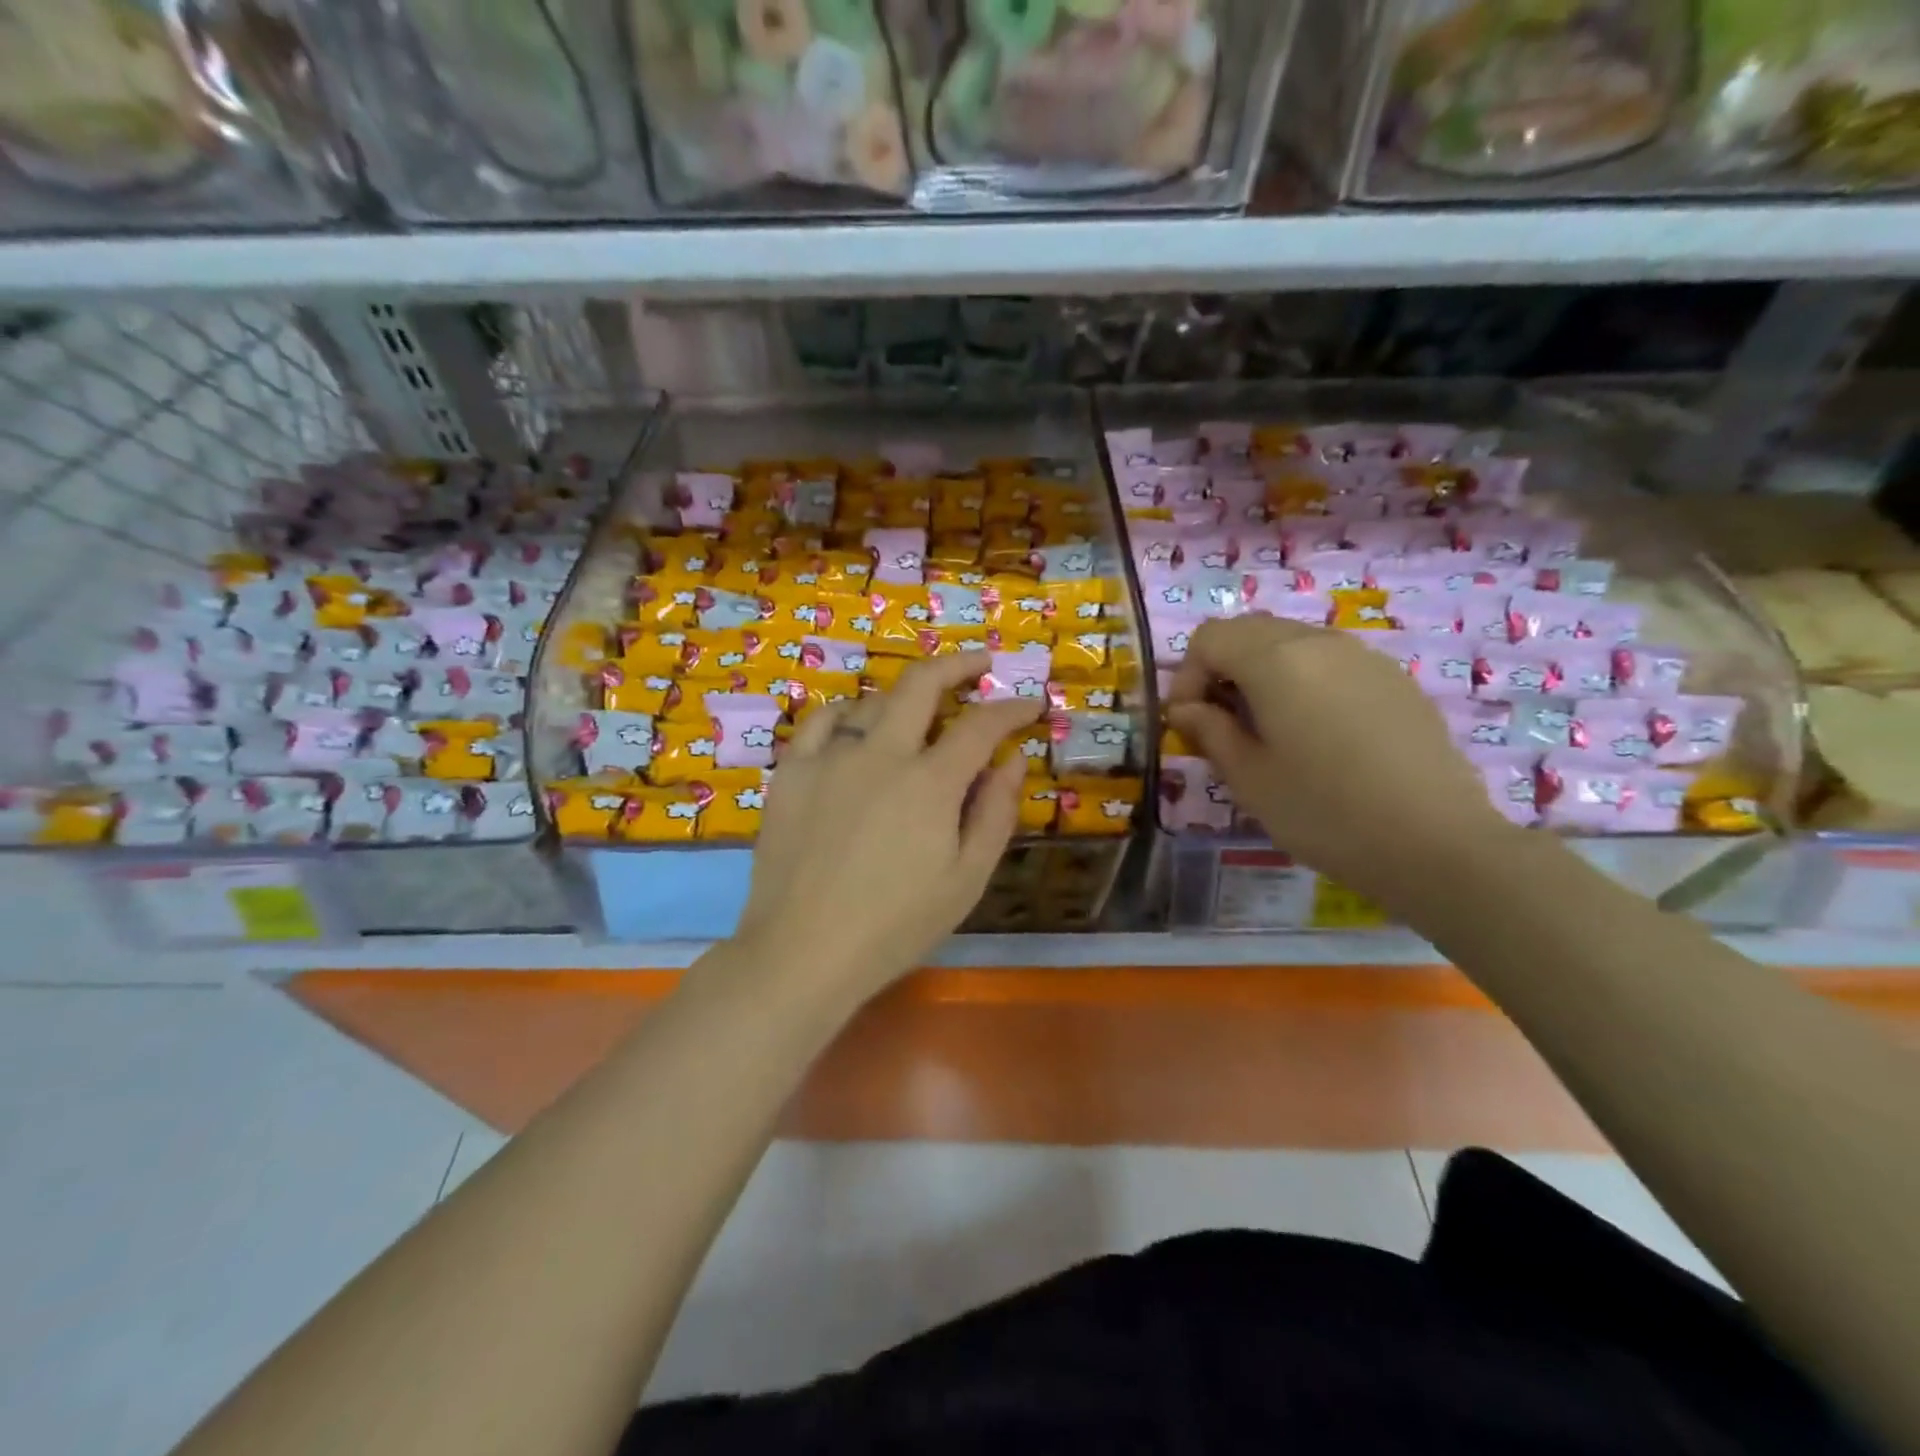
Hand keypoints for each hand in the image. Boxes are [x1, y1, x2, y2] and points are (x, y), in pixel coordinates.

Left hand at [735, 652, 1040, 996]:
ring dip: (905, 697)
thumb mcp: (966, 880)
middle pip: (922, 684)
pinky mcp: (790, 772)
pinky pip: (821, 721)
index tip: (1032, 703)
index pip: (981, 726)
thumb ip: (996, 813)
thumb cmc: (896, 926)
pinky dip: (848, 714)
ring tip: (920, 711)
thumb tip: (1013, 760)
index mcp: (930, 783)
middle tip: (982, 663)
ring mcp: (829, 758)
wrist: (802, 953)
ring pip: (872, 701)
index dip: (1013, 708)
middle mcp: (880, 754)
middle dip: (959, 664)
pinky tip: (856, 727)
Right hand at [1165, 616, 1513, 903]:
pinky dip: (1303, 682)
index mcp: (1276, 661)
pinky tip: (1317, 735)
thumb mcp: (1249, 779)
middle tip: (1220, 723)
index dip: (1186, 676)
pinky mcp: (1394, 679)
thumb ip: (1210, 731)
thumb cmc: (1325, 813)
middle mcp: (1319, 642)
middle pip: (1250, 631)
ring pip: (1292, 643)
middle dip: (1221, 669)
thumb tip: (1186, 710)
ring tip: (1266, 730)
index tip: (1188, 722)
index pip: (1209, 638)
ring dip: (1262, 674)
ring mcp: (1363, 656)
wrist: (1437, 843)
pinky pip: (1330, 662)